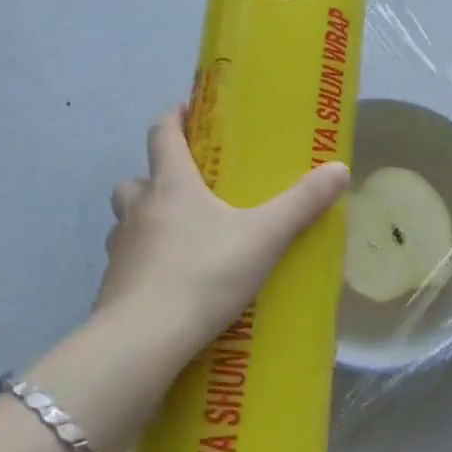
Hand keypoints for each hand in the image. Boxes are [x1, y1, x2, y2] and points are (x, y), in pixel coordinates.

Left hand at [99, 108, 350, 364]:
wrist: (143, 341)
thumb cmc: (204, 272)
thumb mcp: (264, 236)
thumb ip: (301, 204)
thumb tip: (341, 169)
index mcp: (171, 185)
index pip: (162, 135)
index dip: (172, 118)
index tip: (185, 110)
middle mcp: (139, 210)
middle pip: (135, 179)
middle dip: (154, 177)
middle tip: (185, 187)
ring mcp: (120, 251)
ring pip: (126, 222)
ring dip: (145, 222)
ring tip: (178, 238)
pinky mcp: (110, 290)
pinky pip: (126, 265)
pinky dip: (143, 266)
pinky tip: (169, 285)